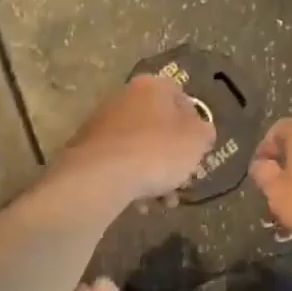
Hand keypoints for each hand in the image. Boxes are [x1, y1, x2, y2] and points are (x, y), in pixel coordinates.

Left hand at [57, 74, 217, 205]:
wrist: (101, 176)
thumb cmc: (157, 151)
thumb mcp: (196, 141)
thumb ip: (204, 132)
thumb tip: (200, 131)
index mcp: (152, 87)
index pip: (181, 97)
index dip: (194, 125)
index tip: (198, 150)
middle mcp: (124, 97)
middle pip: (158, 127)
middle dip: (173, 158)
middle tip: (182, 182)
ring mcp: (101, 123)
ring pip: (138, 148)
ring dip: (154, 176)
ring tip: (163, 202)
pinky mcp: (86, 149)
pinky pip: (118, 163)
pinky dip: (131, 180)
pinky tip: (140, 204)